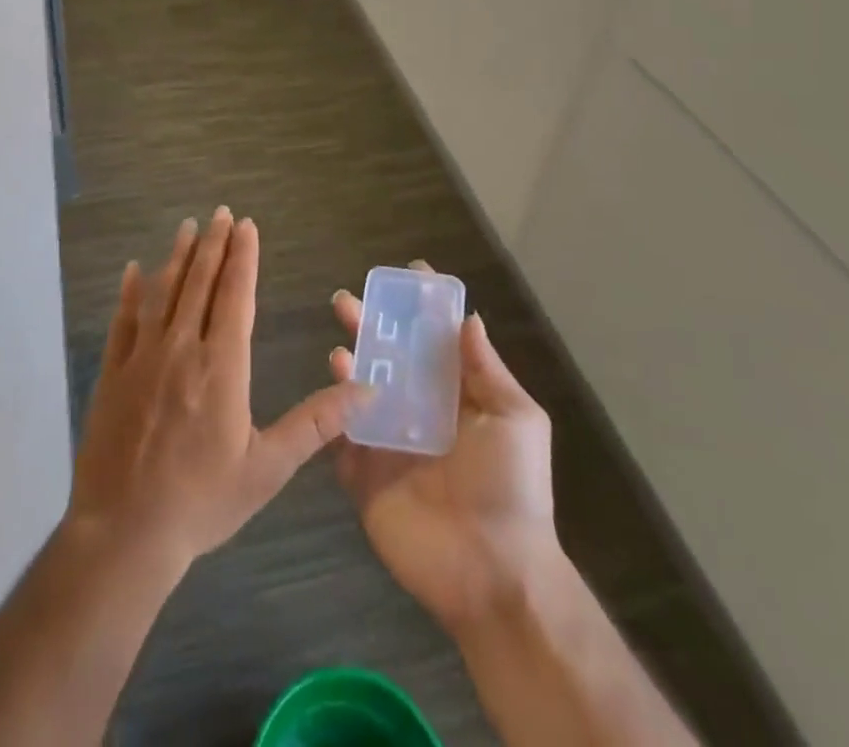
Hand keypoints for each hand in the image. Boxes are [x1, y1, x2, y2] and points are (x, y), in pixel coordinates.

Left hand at [67, 207, 360, 576]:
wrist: (125, 535)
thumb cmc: (203, 501)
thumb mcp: (269, 468)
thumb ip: (316, 424)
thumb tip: (364, 390)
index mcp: (221, 366)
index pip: (235, 296)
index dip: (242, 258)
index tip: (246, 225)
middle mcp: (181, 349)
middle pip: (199, 283)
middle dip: (213, 244)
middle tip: (220, 213)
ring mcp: (141, 358)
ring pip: (162, 293)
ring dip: (177, 257)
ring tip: (187, 227)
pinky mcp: (112, 374)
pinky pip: (122, 322)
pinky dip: (129, 293)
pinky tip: (133, 271)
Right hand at [329, 262, 566, 633]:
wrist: (494, 574)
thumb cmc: (511, 487)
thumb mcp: (516, 419)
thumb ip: (487, 369)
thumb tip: (468, 317)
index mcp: (457, 397)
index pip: (435, 342)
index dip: (423, 309)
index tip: (408, 274)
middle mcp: (420, 411)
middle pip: (390, 358)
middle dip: (371, 326)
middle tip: (347, 300)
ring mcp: (389, 442)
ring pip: (361, 389)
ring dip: (350, 359)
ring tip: (340, 339)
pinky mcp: (364, 474)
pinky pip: (342, 434)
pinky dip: (333, 408)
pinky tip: (332, 381)